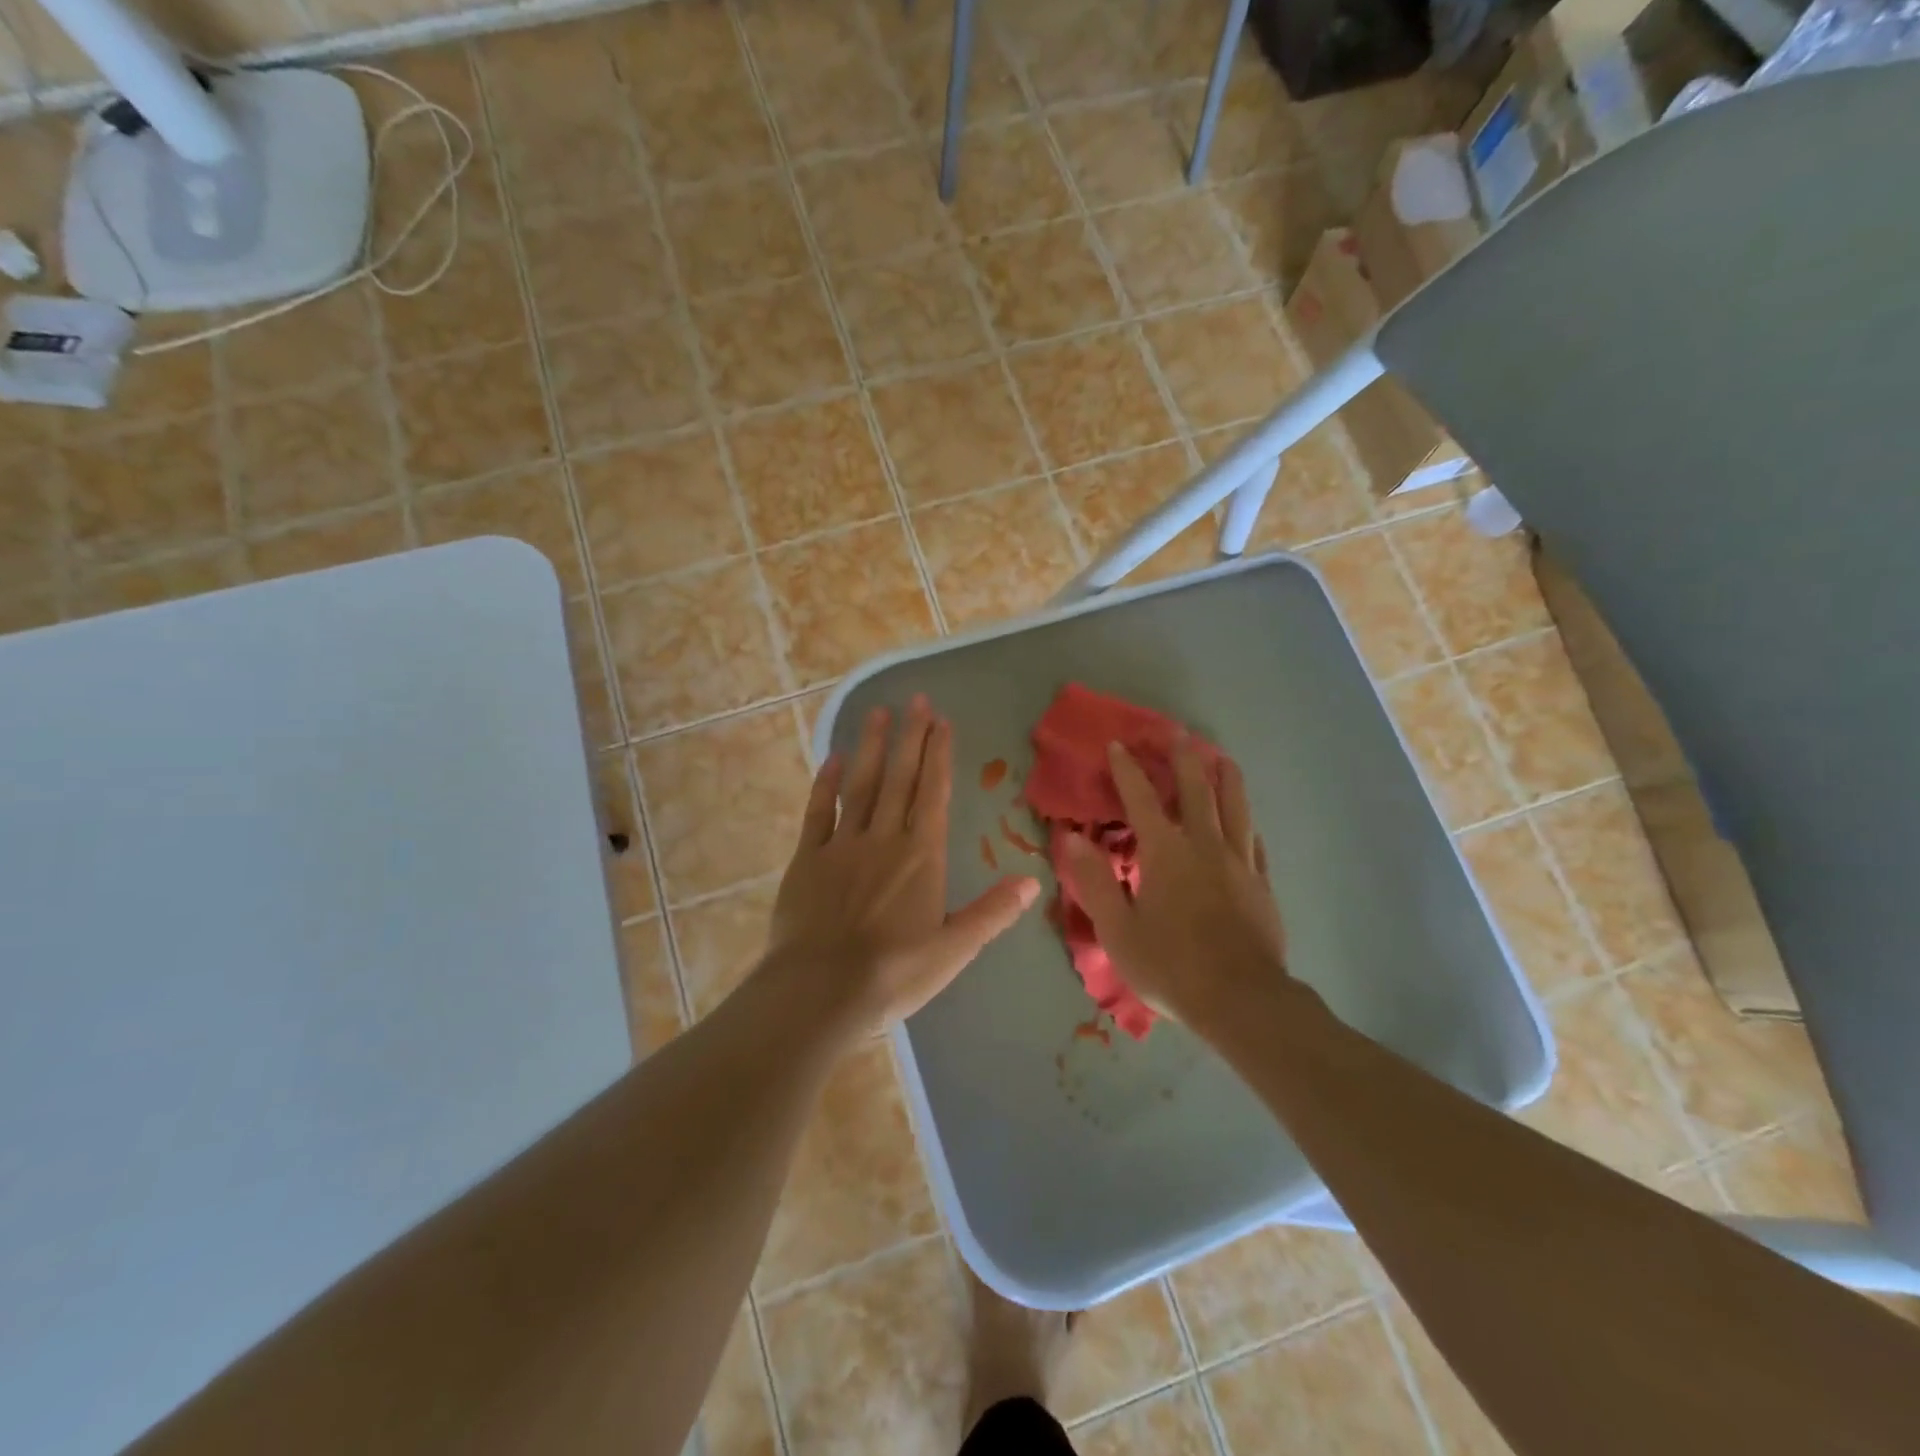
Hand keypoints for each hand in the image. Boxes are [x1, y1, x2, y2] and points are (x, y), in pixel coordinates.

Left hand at [763, 695, 1040, 1039]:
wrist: (819, 991)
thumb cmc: (893, 974)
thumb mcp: (953, 950)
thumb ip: (991, 913)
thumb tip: (1033, 882)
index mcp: (921, 857)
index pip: (933, 793)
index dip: (938, 755)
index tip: (941, 721)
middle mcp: (884, 839)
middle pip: (900, 778)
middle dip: (910, 737)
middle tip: (916, 700)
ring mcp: (842, 845)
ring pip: (861, 785)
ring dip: (872, 747)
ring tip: (878, 713)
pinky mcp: (808, 858)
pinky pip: (818, 812)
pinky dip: (826, 784)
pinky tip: (832, 758)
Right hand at [1060, 738, 1287, 1032]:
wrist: (1242, 1001)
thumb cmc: (1171, 966)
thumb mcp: (1118, 930)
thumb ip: (1094, 880)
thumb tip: (1071, 837)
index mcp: (1165, 853)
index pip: (1142, 799)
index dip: (1127, 769)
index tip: (1118, 744)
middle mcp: (1204, 845)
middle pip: (1196, 789)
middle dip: (1183, 758)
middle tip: (1176, 733)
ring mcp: (1239, 862)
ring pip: (1235, 806)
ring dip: (1225, 777)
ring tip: (1221, 757)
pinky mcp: (1261, 883)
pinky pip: (1255, 840)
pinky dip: (1246, 821)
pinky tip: (1247, 819)